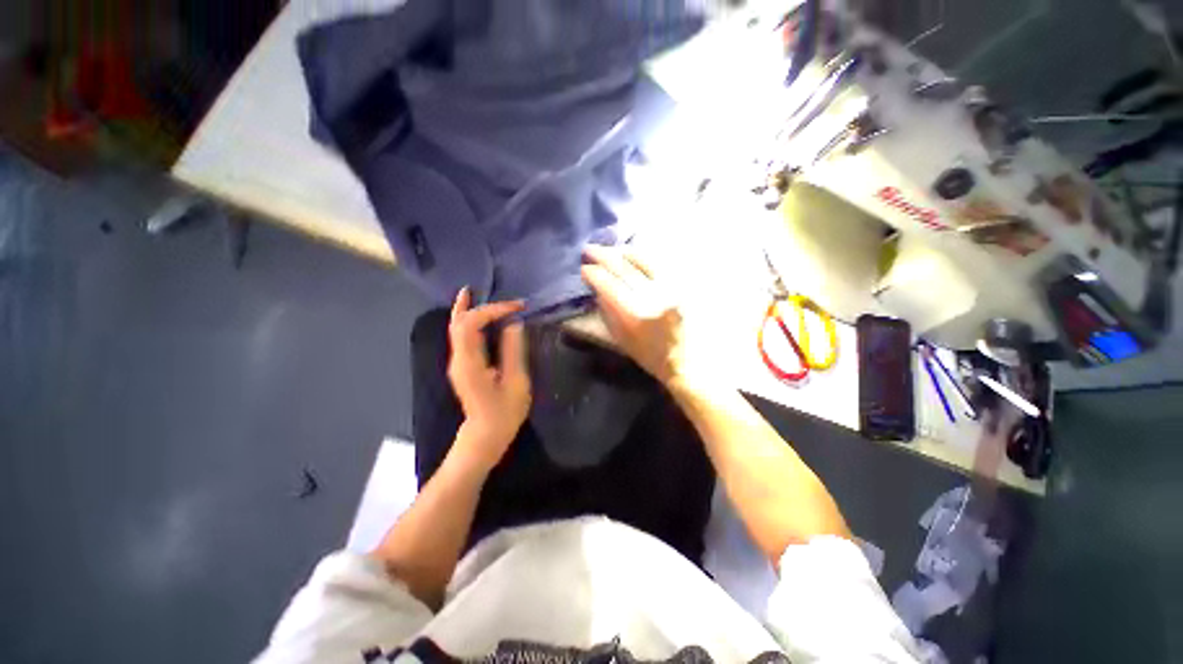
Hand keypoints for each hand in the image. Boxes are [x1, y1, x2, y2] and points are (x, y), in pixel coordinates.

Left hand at [446, 288, 530, 471]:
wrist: (485, 436)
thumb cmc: (504, 413)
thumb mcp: (516, 383)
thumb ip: (514, 351)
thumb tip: (514, 324)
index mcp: (470, 364)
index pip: (472, 325)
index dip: (492, 310)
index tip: (517, 308)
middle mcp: (458, 359)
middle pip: (457, 323)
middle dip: (474, 305)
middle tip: (486, 290)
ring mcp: (458, 362)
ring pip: (456, 328)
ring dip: (466, 309)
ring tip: (473, 292)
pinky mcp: (463, 365)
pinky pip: (462, 337)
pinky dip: (467, 321)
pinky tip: (473, 313)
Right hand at [581, 245, 714, 389]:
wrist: (688, 360)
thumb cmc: (650, 355)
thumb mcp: (622, 339)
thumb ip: (607, 311)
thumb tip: (597, 288)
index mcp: (636, 314)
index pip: (609, 285)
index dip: (593, 273)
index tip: (584, 268)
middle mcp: (654, 296)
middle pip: (624, 268)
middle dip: (604, 255)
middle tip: (590, 249)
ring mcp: (671, 287)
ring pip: (643, 259)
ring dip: (623, 251)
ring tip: (611, 249)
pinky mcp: (683, 284)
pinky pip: (660, 262)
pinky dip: (643, 256)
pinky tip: (633, 254)